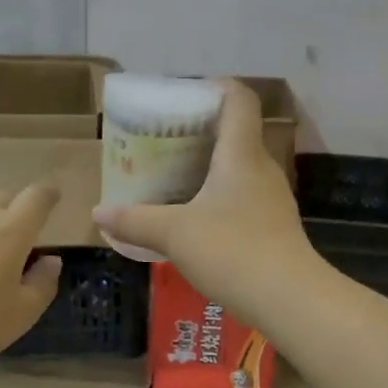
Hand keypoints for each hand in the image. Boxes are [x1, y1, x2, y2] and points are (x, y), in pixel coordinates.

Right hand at [93, 80, 318, 313]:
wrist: (289, 300)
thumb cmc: (232, 250)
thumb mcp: (174, 234)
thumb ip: (135, 220)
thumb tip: (98, 213)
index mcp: (241, 154)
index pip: (238, 99)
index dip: (215, 87)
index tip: (184, 96)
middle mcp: (261, 168)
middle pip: (236, 133)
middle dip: (200, 131)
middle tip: (163, 140)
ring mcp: (271, 198)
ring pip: (238, 167)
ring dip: (208, 166)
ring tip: (172, 177)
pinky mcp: (273, 226)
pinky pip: (242, 196)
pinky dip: (218, 195)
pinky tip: (195, 217)